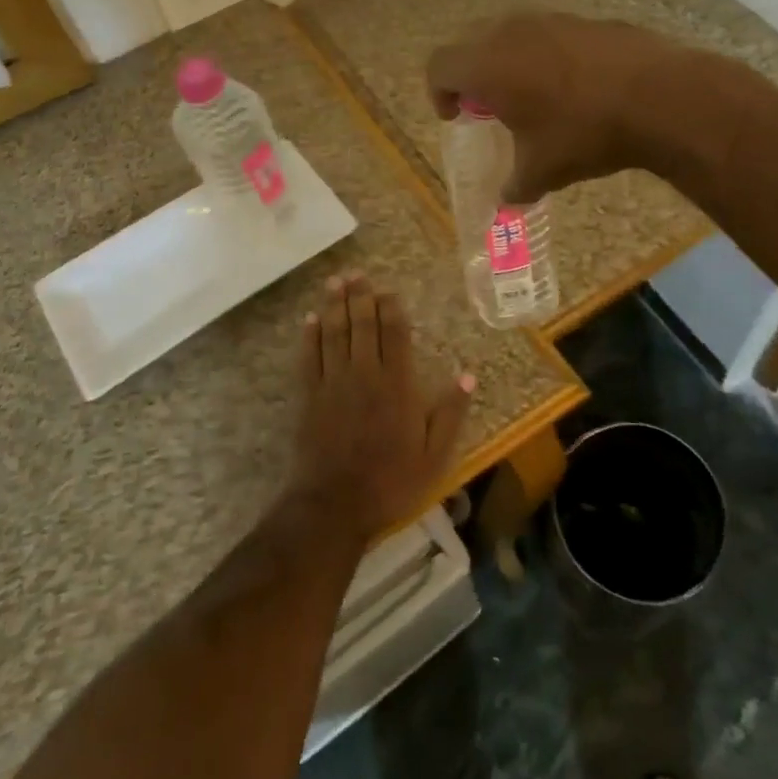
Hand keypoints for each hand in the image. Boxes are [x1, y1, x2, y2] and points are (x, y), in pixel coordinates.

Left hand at [292, 274, 474, 539]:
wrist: (335, 505)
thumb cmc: (391, 481)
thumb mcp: (434, 455)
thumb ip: (450, 413)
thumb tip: (468, 375)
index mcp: (397, 384)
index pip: (394, 333)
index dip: (391, 307)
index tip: (389, 290)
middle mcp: (364, 373)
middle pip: (362, 324)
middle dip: (360, 296)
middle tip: (357, 273)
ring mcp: (333, 382)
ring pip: (334, 332)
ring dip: (335, 304)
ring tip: (335, 281)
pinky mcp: (309, 395)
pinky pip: (309, 356)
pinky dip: (310, 335)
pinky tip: (311, 318)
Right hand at [426, 12, 684, 201]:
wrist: (659, 96)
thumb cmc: (584, 133)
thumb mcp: (543, 170)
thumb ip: (515, 186)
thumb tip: (507, 202)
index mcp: (486, 65)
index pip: (439, 66)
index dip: (439, 92)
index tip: (456, 116)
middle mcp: (510, 32)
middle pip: (469, 43)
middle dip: (470, 74)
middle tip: (488, 106)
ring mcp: (550, 20)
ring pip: (509, 33)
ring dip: (506, 61)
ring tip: (531, 95)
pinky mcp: (583, 20)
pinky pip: (547, 34)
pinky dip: (543, 55)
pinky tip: (573, 85)